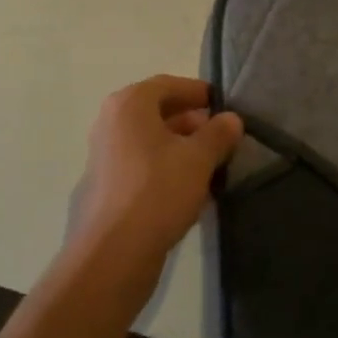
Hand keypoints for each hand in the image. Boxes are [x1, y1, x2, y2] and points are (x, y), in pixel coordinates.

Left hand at [69, 75, 243, 295]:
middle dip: (191, 122)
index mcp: (129, 104)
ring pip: (150, 141)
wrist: (113, 253)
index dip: (197, 91)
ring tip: (211, 165)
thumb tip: (231, 118)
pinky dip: (166, 168)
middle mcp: (111, 122)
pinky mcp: (106, 185)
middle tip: (221, 138)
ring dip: (180, 148)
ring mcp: (105, 155)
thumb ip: (217, 134)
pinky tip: (190, 190)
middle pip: (157, 111)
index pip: (168, 84)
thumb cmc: (157, 191)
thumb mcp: (198, 159)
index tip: (222, 104)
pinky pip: (142, 165)